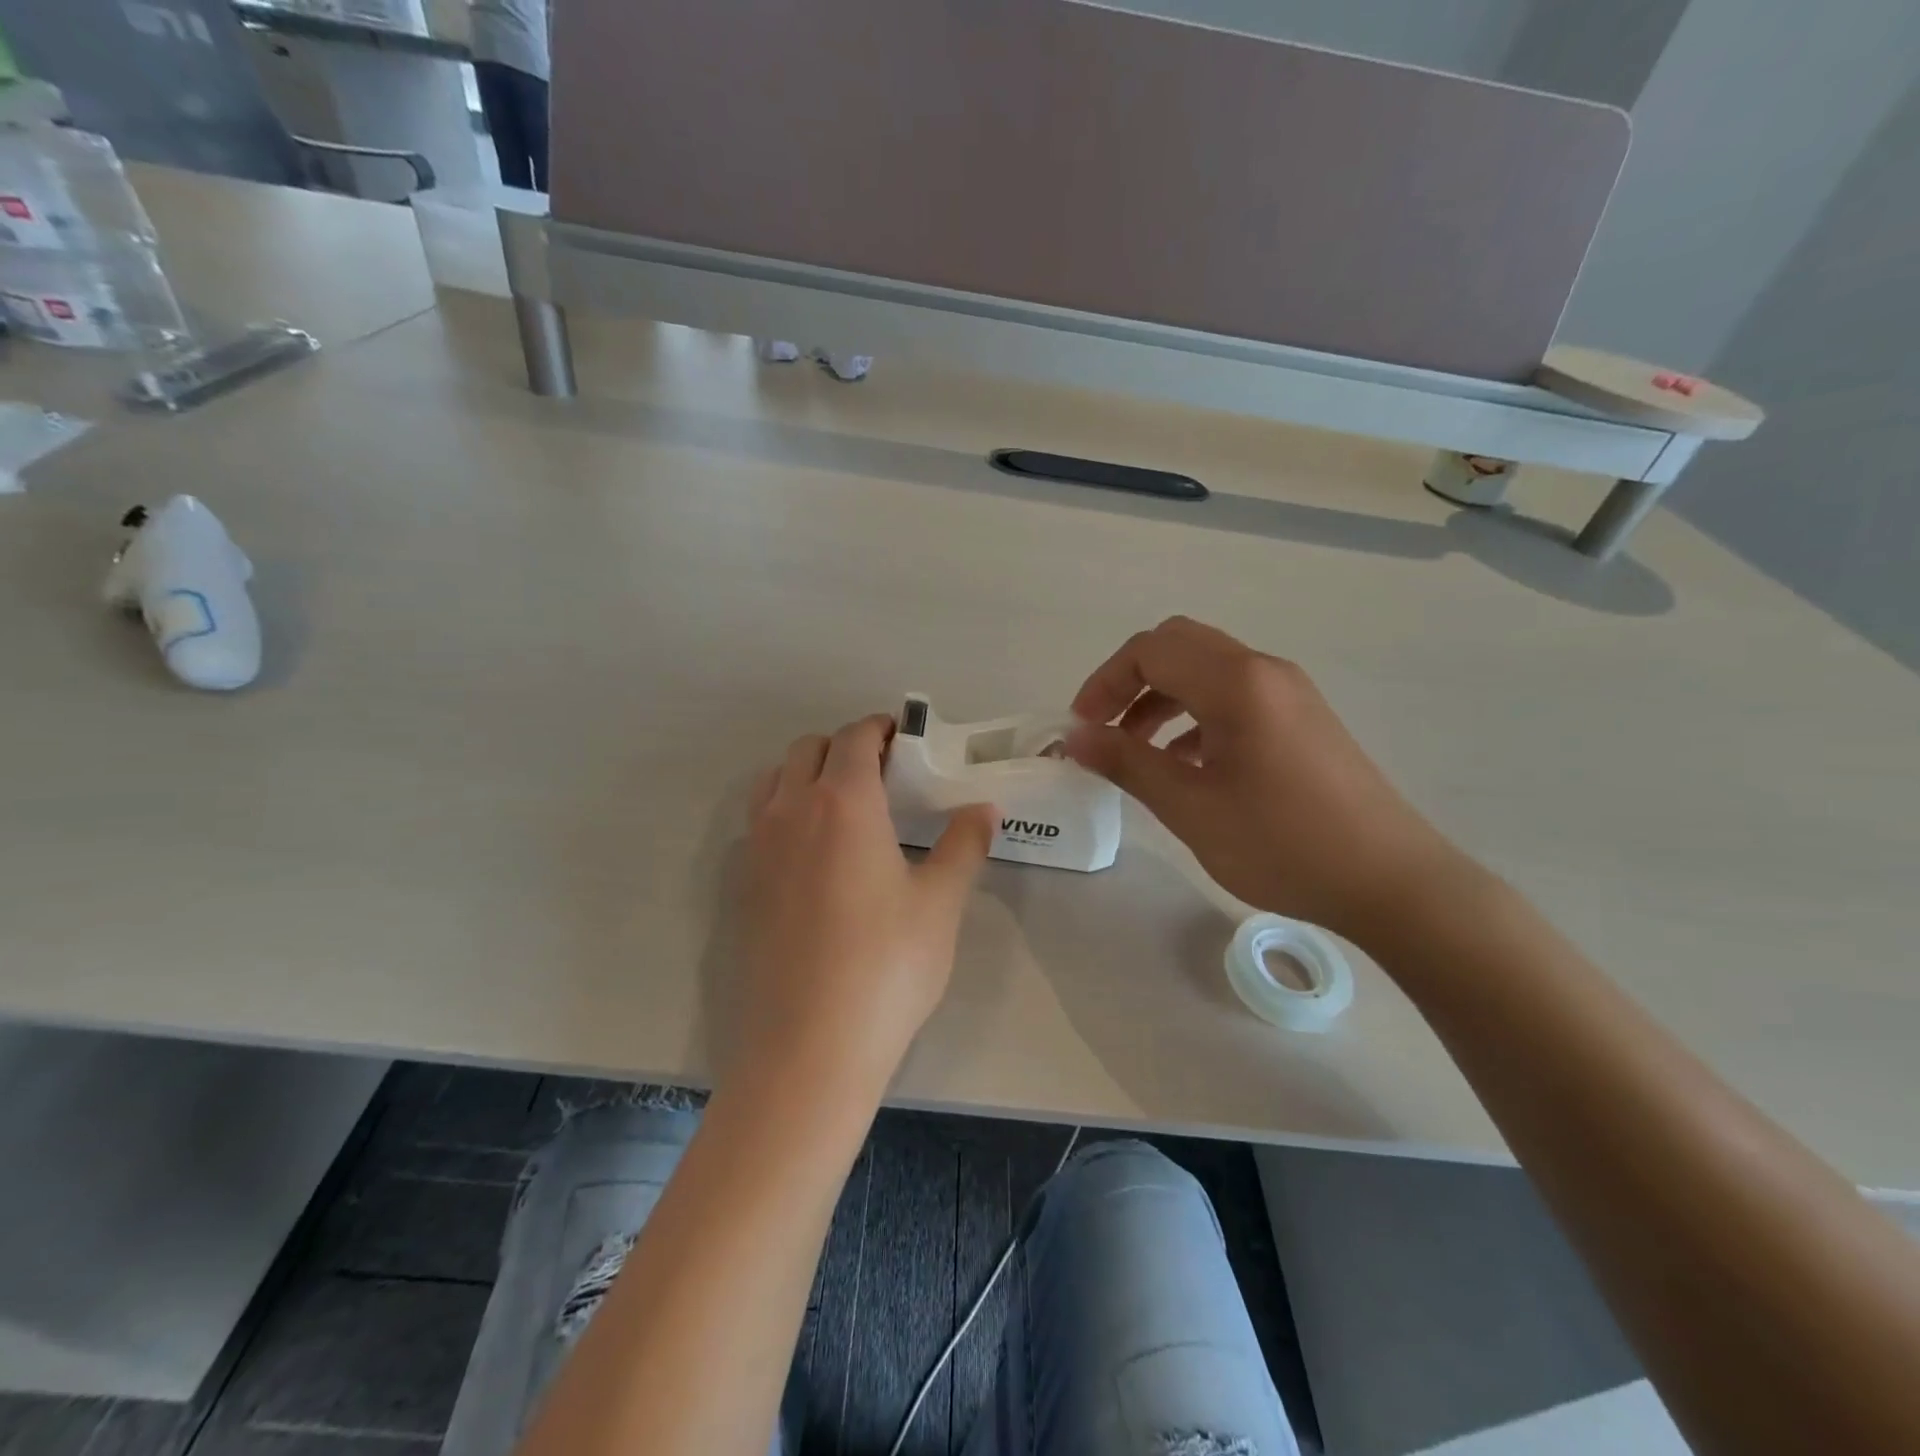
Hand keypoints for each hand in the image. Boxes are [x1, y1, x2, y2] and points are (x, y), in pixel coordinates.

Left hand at [736, 714, 995, 1091]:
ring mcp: (757, 848)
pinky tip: (812, 855)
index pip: (855, 738)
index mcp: (843, 803)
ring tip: (843, 807)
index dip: (880, 729)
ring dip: (807, 774)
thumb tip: (985, 809)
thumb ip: (963, 845)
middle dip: (845, 747)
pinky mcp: (740, 885)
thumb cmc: (886, 968)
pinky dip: (784, 812)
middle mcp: (791, 811)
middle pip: (809, 749)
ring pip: (775, 781)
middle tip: (882, 775)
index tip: (904, 739)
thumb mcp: (939, 904)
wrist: (807, 1048)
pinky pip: (758, 822)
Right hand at [1066, 617, 1468, 940]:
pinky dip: (1195, 716)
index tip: (1081, 729)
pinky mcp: (1302, 719)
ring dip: (1162, 698)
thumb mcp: (1191, 808)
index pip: (1150, 651)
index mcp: (1237, 682)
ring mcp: (1289, 692)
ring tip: (1137, 751)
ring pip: (1207, 670)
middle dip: (1130, 681)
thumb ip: (1128, 763)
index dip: (1104, 683)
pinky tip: (1185, 764)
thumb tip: (1075, 737)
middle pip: (1178, 646)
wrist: (1391, 881)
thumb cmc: (1283, 844)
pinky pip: (1235, 696)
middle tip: (1104, 729)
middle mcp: (1264, 671)